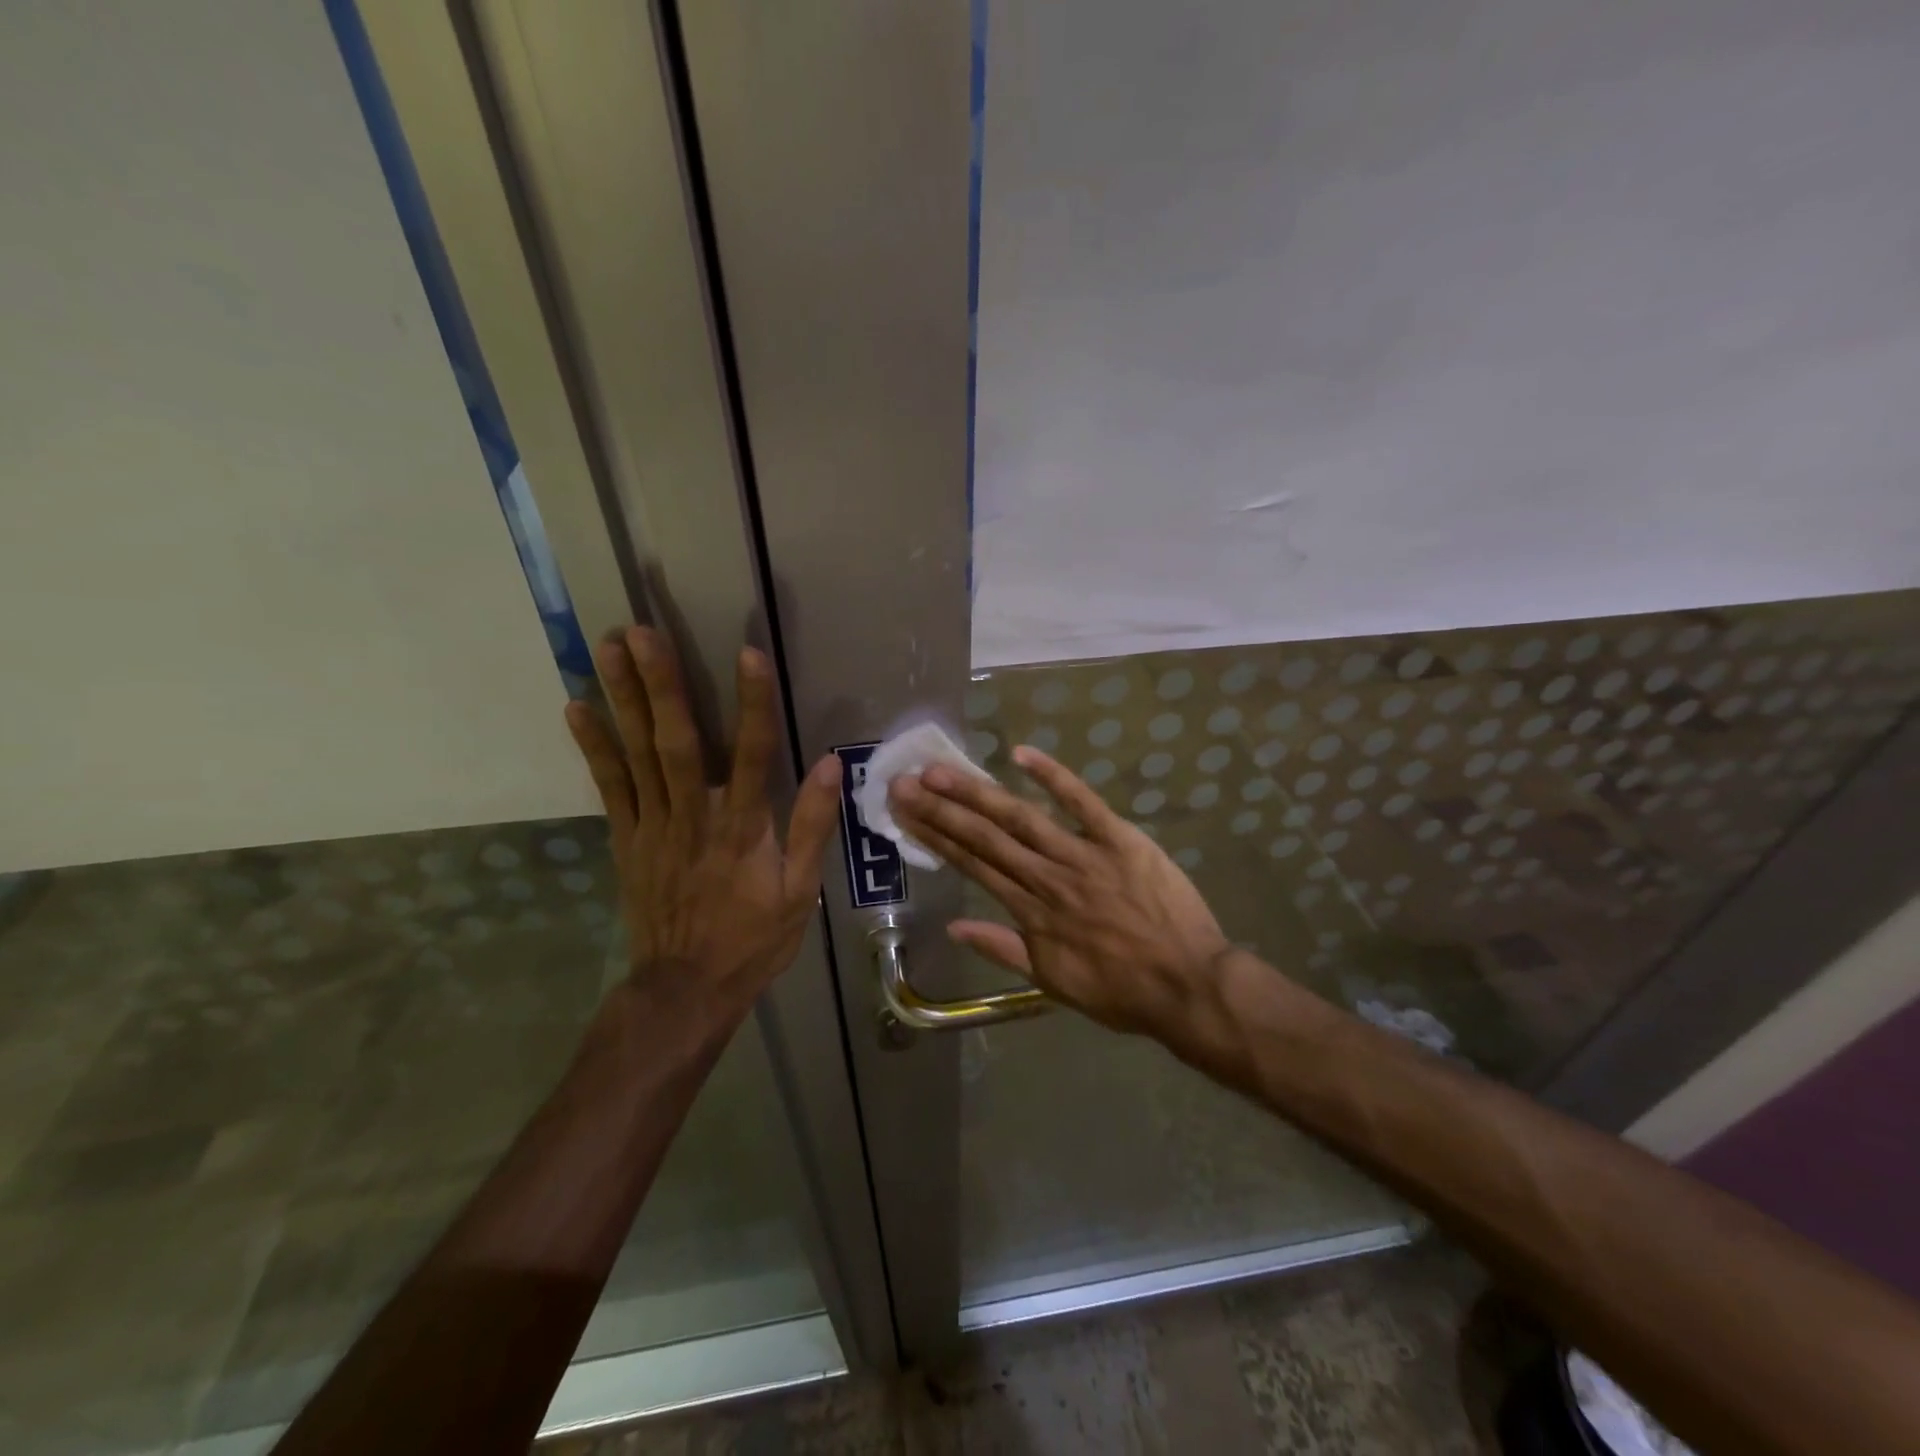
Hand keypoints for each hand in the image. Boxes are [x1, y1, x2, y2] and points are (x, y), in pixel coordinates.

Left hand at [564, 627, 841, 1019]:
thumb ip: (812, 826)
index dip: (752, 703)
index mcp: (743, 828)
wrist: (685, 989)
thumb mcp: (800, 892)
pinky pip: (609, 787)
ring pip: (637, 754)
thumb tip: (831, 765)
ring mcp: (653, 826)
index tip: (748, 653)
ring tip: (607, 648)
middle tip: (640, 631)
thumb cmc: (752, 940)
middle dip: (660, 685)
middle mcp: (695, 817)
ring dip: (622, 699)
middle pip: (678, 742)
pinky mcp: (627, 839)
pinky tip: (577, 707)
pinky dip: (594, 747)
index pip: (754, 754)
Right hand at [889, 746, 1231, 1038]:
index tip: (906, 813)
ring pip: (1022, 818)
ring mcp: (1083, 855)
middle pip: (986, 837)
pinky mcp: (1120, 839)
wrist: (1186, 985)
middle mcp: (1046, 878)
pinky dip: (1054, 776)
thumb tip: (954, 927)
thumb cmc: (1120, 990)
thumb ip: (1003, 950)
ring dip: (979, 792)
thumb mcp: (1052, 983)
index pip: (973, 865)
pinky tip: (1021, 753)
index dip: (936, 837)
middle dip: (942, 808)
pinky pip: (1084, 802)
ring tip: (942, 771)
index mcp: (1030, 912)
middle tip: (905, 782)